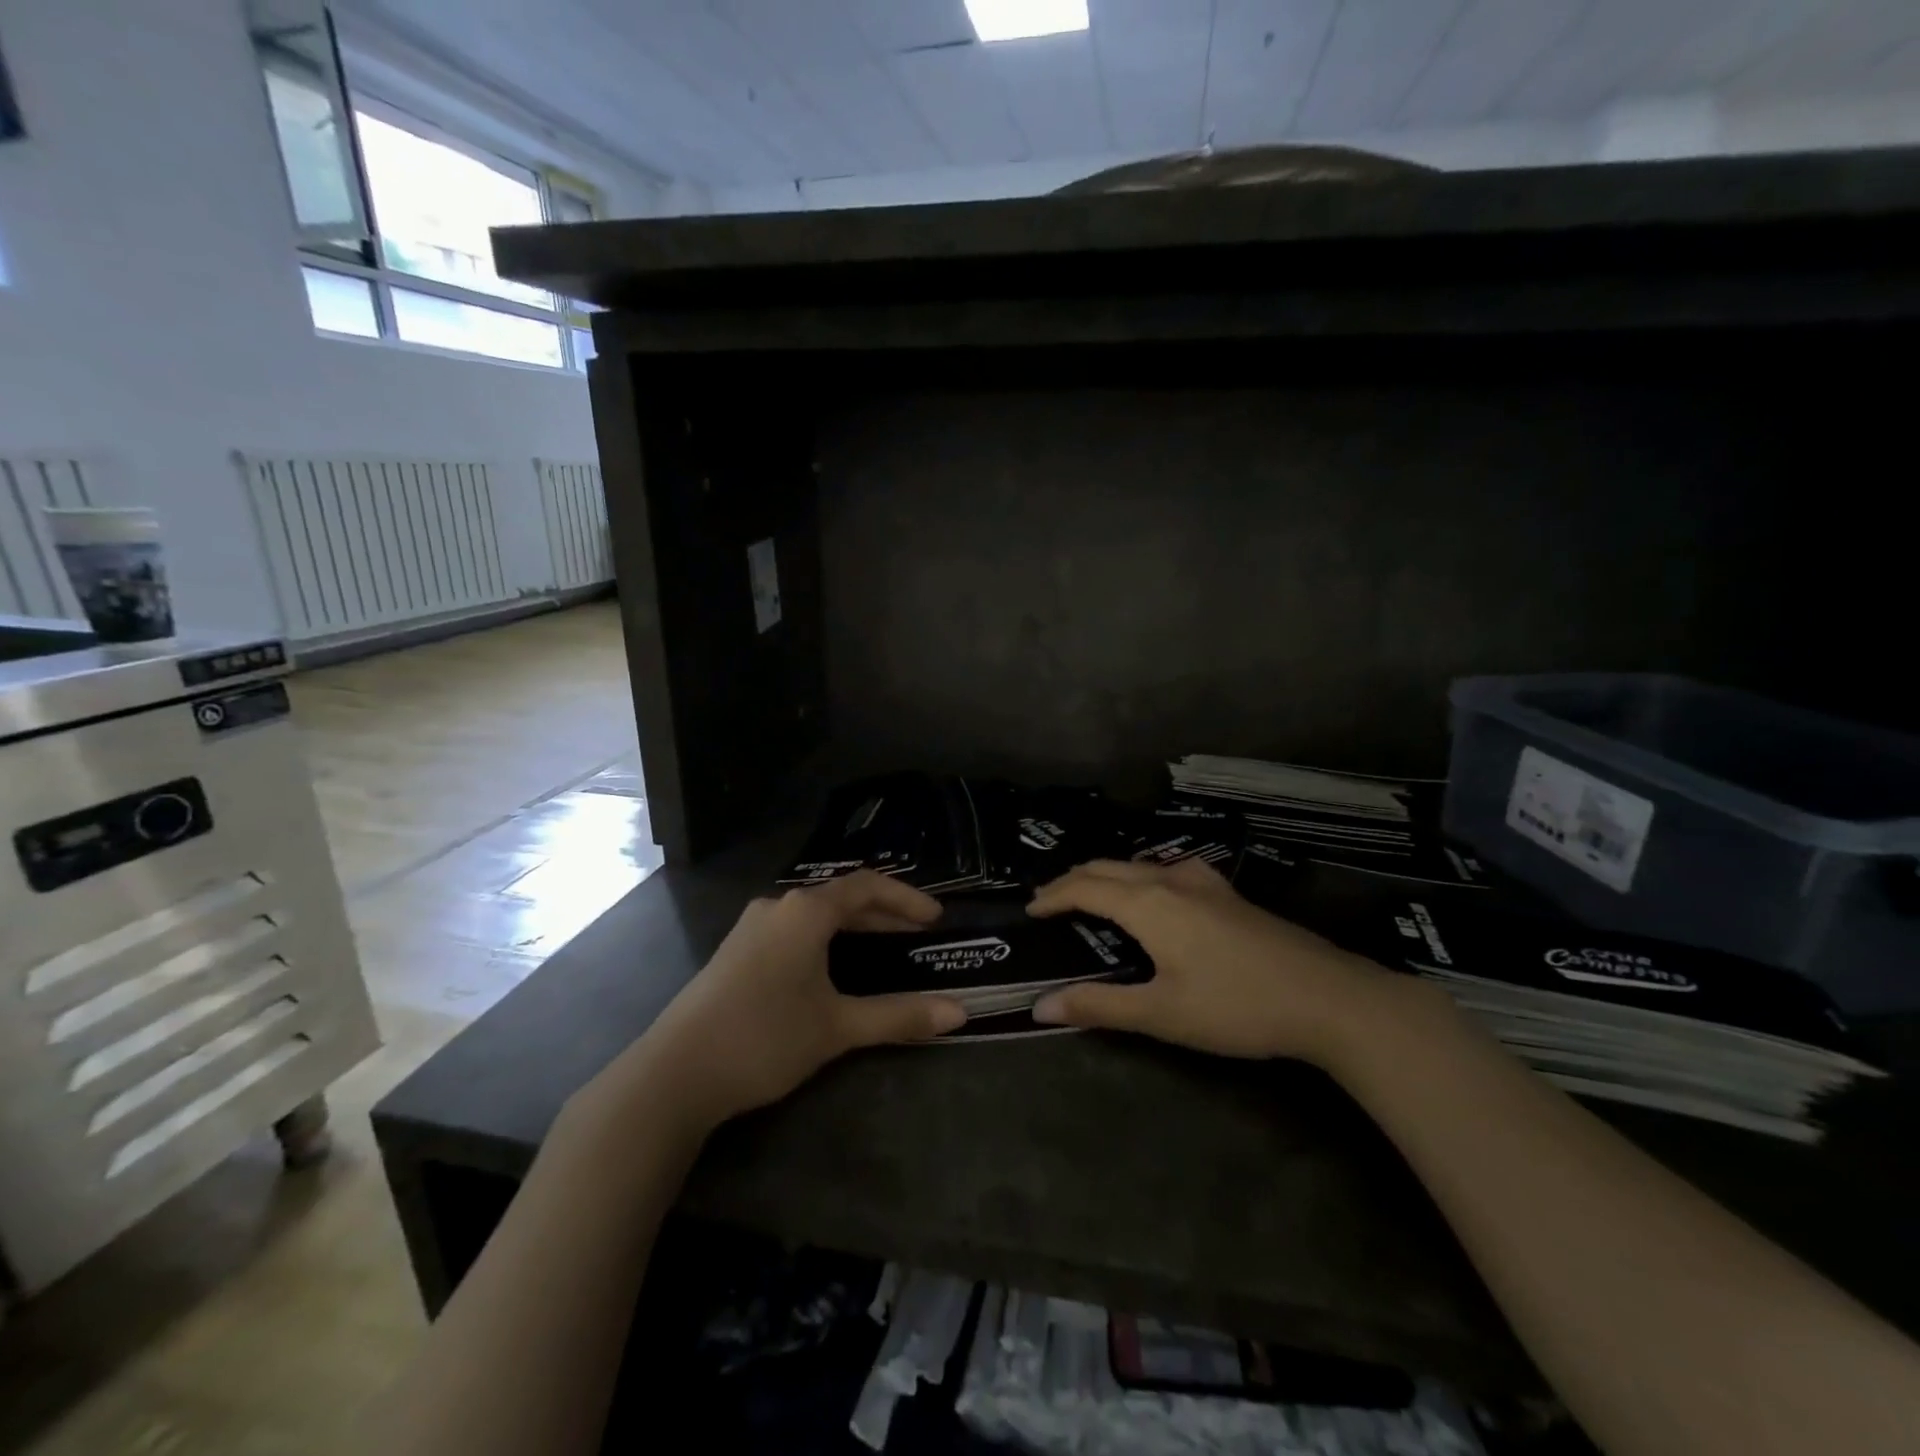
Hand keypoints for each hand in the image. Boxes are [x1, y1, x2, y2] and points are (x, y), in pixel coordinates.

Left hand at [629, 872, 967, 1131]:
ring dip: (854, 929)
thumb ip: (899, 1016)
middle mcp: (778, 908)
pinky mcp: (736, 953)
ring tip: (884, 952)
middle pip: (841, 899)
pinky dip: (826, 942)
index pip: (867, 886)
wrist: (674, 1074)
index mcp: (805, 911)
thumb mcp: (837, 1027)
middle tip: (918, 938)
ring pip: (816, 917)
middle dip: (884, 916)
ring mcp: (752, 928)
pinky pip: (794, 932)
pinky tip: (833, 970)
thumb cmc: (764, 1038)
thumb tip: (959, 1014)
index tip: (936, 919)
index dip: (906, 899)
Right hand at [1027, 858, 1400, 1065]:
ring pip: (1139, 864)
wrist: (1328, 997)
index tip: (1029, 911)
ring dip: (1107, 875)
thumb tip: (1039, 1006)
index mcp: (1147, 903)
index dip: (1052, 897)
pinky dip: (1139, 876)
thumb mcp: (1162, 1014)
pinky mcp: (1228, 893)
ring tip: (1092, 896)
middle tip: (1051, 903)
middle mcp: (1169, 880)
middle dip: (1073, 881)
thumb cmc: (1236, 1006)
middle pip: (1108, 867)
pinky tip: (1155, 895)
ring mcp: (1203, 882)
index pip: (1084, 888)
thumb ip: (1099, 1006)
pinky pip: (1167, 870)